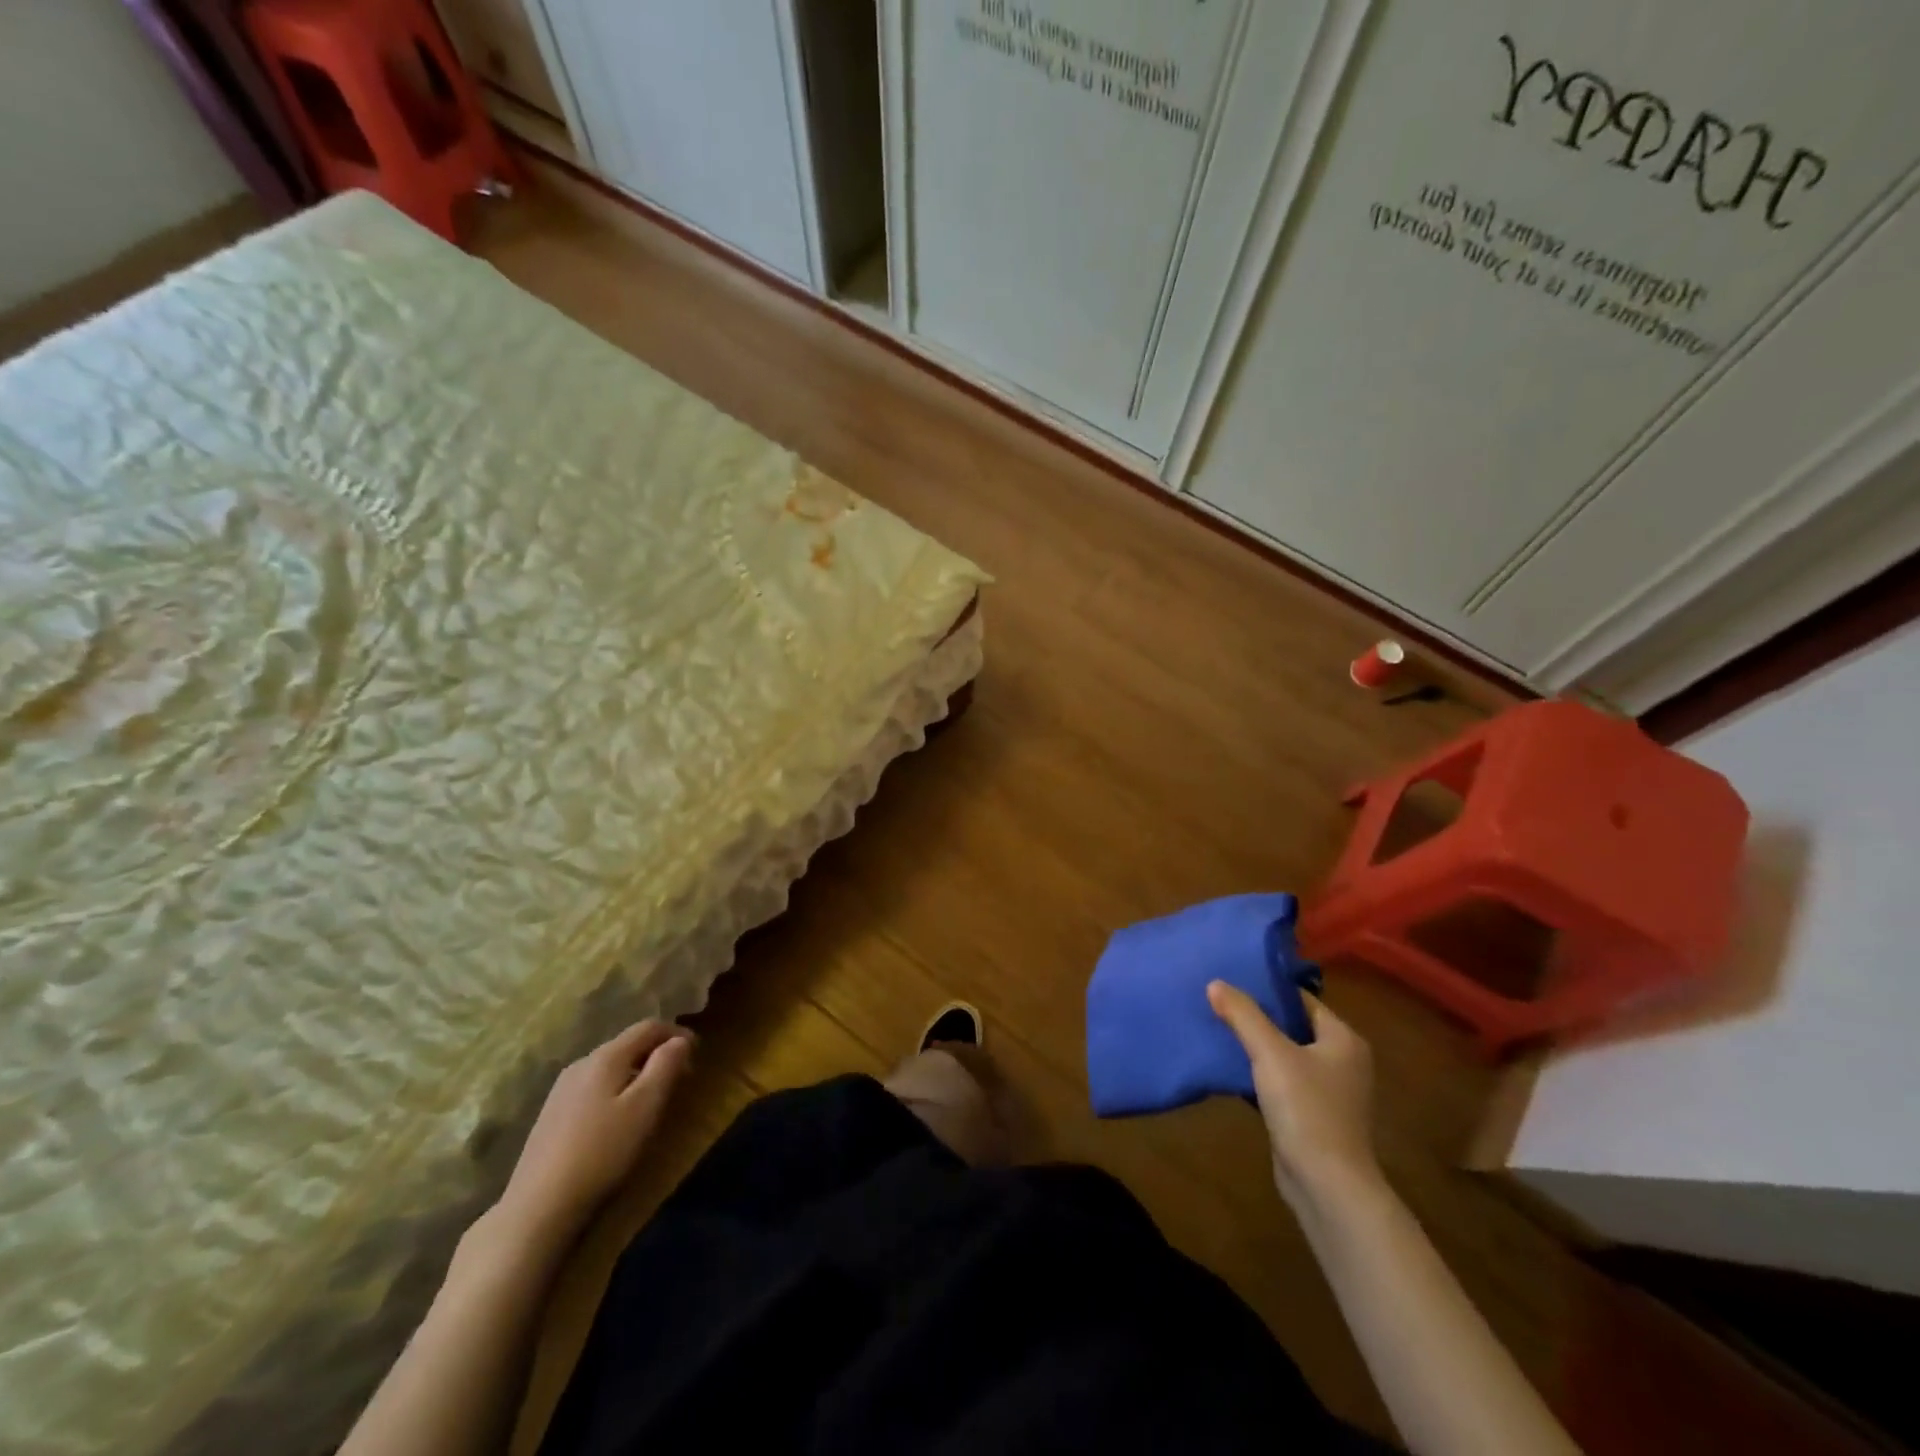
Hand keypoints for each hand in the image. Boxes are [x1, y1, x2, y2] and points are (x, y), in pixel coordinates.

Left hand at [496, 1021, 693, 1244]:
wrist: (538, 1207)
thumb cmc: (603, 1152)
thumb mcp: (646, 1106)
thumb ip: (666, 1066)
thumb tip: (679, 1040)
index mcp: (606, 1056)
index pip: (649, 1027)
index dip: (677, 1033)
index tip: (698, 1053)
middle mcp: (582, 1063)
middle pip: (628, 1044)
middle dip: (658, 1053)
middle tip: (681, 1077)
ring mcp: (562, 1089)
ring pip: (610, 1066)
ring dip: (637, 1072)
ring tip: (653, 1097)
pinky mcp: (552, 1114)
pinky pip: (594, 1086)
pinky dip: (617, 1089)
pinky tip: (618, 1117)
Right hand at [1208, 981, 1380, 1216]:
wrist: (1326, 1186)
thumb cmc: (1306, 1109)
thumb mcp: (1270, 1053)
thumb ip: (1243, 1015)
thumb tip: (1215, 983)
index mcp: (1343, 1039)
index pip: (1302, 999)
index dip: (1268, 989)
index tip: (1232, 980)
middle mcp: (1343, 1061)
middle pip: (1293, 1026)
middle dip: (1258, 1016)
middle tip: (1219, 1002)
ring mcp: (1330, 1092)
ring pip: (1286, 1055)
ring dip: (1257, 1046)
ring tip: (1219, 1029)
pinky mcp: (1313, 1116)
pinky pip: (1283, 1082)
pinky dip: (1260, 1073)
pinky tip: (1231, 1068)